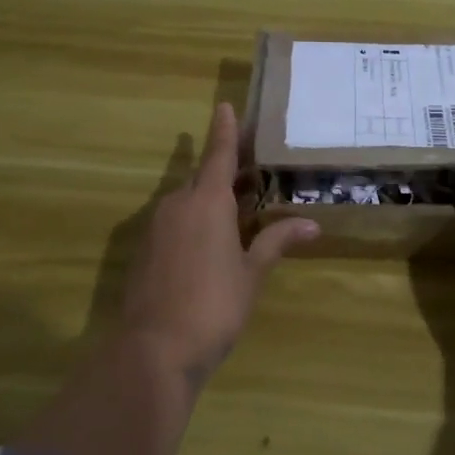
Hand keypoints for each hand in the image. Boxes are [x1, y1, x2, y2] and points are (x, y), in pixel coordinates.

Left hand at [119, 102, 317, 388]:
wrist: (154, 349)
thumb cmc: (214, 305)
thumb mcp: (251, 273)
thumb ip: (276, 242)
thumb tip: (311, 224)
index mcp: (207, 202)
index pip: (219, 155)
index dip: (225, 131)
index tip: (225, 106)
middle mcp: (177, 205)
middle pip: (202, 178)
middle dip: (224, 172)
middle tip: (249, 171)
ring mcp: (155, 228)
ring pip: (186, 202)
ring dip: (208, 200)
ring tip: (235, 211)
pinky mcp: (143, 251)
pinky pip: (173, 223)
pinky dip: (192, 223)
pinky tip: (208, 243)